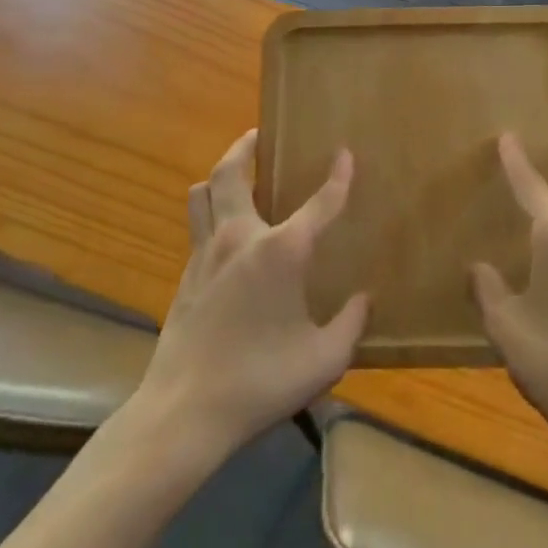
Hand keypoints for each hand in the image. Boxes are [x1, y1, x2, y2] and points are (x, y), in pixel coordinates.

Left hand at [129, 132, 368, 463]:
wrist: (183, 413)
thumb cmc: (260, 380)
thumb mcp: (323, 359)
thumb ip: (350, 324)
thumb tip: (364, 299)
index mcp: (281, 251)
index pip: (319, 203)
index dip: (338, 177)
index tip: (346, 153)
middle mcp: (240, 238)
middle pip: (232, 173)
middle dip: (246, 146)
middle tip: (259, 134)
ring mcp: (206, 254)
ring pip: (202, 193)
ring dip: (220, 174)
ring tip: (237, 172)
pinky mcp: (186, 276)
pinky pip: (197, 225)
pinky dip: (210, 211)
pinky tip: (224, 230)